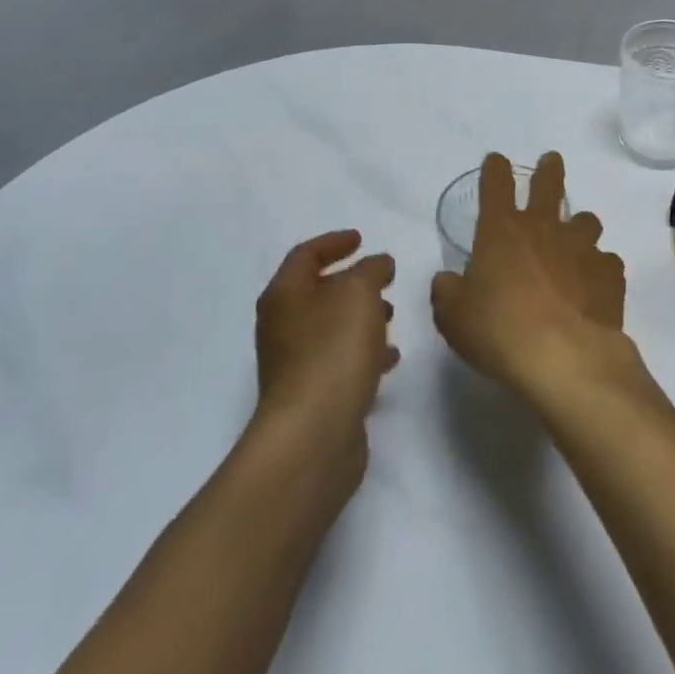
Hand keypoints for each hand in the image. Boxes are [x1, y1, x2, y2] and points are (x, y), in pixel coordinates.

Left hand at [253, 231, 397, 477]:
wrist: (314, 434)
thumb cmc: (333, 350)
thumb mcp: (359, 293)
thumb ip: (371, 270)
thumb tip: (377, 264)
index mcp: (285, 296)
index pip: (306, 255)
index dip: (334, 242)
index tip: (361, 239)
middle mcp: (282, 327)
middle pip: (317, 292)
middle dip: (352, 283)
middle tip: (383, 278)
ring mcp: (295, 364)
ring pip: (332, 328)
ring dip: (361, 317)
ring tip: (392, 315)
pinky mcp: (313, 395)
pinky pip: (340, 361)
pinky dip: (364, 351)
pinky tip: (390, 358)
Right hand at [430, 152, 633, 406]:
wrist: (564, 357)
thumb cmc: (499, 332)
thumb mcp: (454, 318)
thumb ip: (448, 294)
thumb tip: (447, 281)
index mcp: (501, 232)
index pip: (496, 186)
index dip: (495, 170)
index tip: (496, 160)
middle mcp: (543, 229)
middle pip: (549, 185)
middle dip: (549, 170)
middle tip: (551, 161)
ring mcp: (581, 248)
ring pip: (586, 220)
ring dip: (579, 225)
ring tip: (576, 238)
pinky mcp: (609, 273)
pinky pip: (606, 261)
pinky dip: (599, 269)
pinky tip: (594, 285)